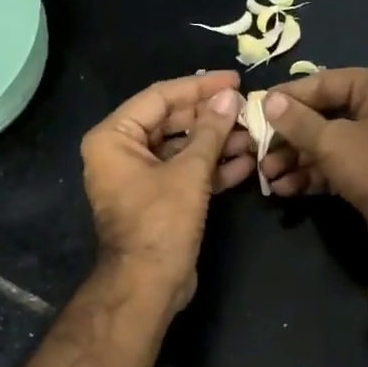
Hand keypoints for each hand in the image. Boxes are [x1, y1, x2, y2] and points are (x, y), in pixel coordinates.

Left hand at [81, 71, 252, 308]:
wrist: (147, 285)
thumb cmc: (160, 223)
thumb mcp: (189, 172)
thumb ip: (210, 131)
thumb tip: (230, 98)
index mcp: (113, 138)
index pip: (159, 97)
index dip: (199, 87)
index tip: (234, 81)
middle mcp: (120, 152)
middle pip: (171, 122)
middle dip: (212, 119)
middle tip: (248, 111)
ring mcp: (139, 177)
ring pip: (182, 149)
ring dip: (217, 144)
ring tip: (254, 137)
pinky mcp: (157, 200)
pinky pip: (184, 174)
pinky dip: (211, 169)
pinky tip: (245, 163)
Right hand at [258, 66, 367, 261]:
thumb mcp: (335, 142)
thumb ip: (297, 122)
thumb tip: (267, 101)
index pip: (324, 82)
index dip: (288, 97)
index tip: (255, 109)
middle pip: (322, 115)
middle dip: (288, 136)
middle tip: (257, 149)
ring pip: (325, 145)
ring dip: (295, 160)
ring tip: (266, 174)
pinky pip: (333, 168)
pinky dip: (310, 176)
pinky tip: (283, 188)